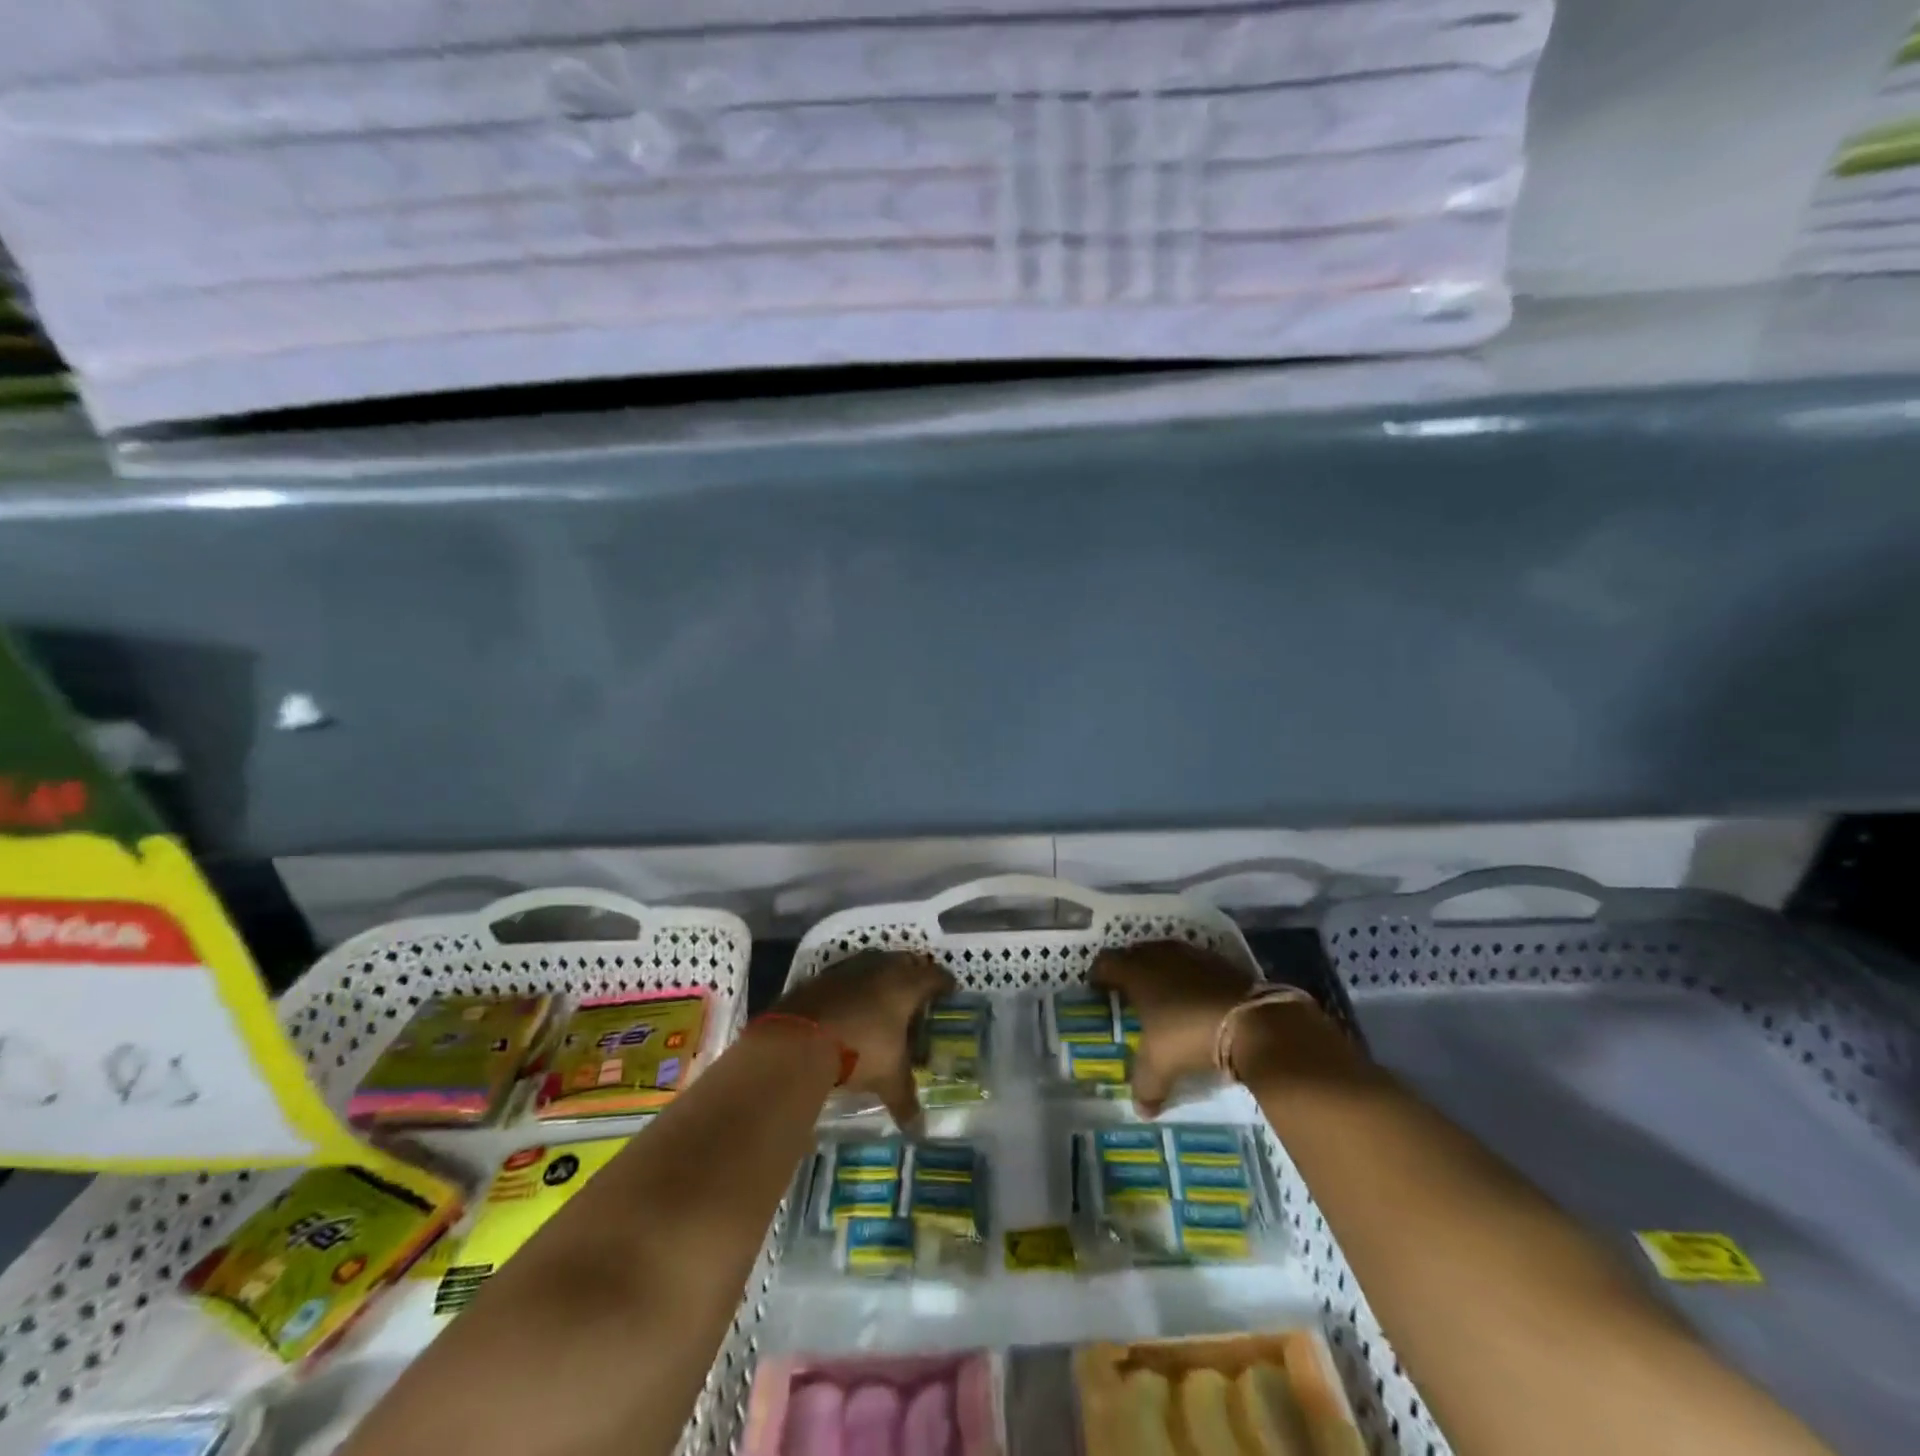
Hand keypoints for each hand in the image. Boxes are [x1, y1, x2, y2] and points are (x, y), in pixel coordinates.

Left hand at [770, 949, 954, 1128]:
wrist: (798, 1039)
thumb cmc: (859, 1050)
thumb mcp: (888, 1078)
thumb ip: (905, 1099)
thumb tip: (919, 1130)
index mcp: (905, 985)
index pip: (934, 976)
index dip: (945, 983)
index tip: (951, 991)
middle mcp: (880, 968)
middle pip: (905, 962)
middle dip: (914, 974)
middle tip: (919, 993)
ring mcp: (848, 969)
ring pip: (874, 964)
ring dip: (882, 977)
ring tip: (885, 998)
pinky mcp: (821, 977)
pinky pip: (846, 976)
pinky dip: (853, 987)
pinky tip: (851, 1006)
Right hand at [1090, 939, 1254, 1114]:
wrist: (1251, 1022)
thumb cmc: (1189, 1035)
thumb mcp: (1160, 1065)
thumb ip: (1145, 1085)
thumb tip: (1141, 1110)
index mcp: (1136, 973)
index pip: (1106, 963)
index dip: (1098, 975)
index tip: (1096, 990)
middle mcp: (1160, 956)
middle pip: (1135, 953)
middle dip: (1129, 969)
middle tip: (1127, 992)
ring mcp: (1191, 955)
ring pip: (1165, 955)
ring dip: (1160, 969)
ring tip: (1160, 992)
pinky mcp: (1220, 961)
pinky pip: (1193, 963)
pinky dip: (1188, 975)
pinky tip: (1193, 996)